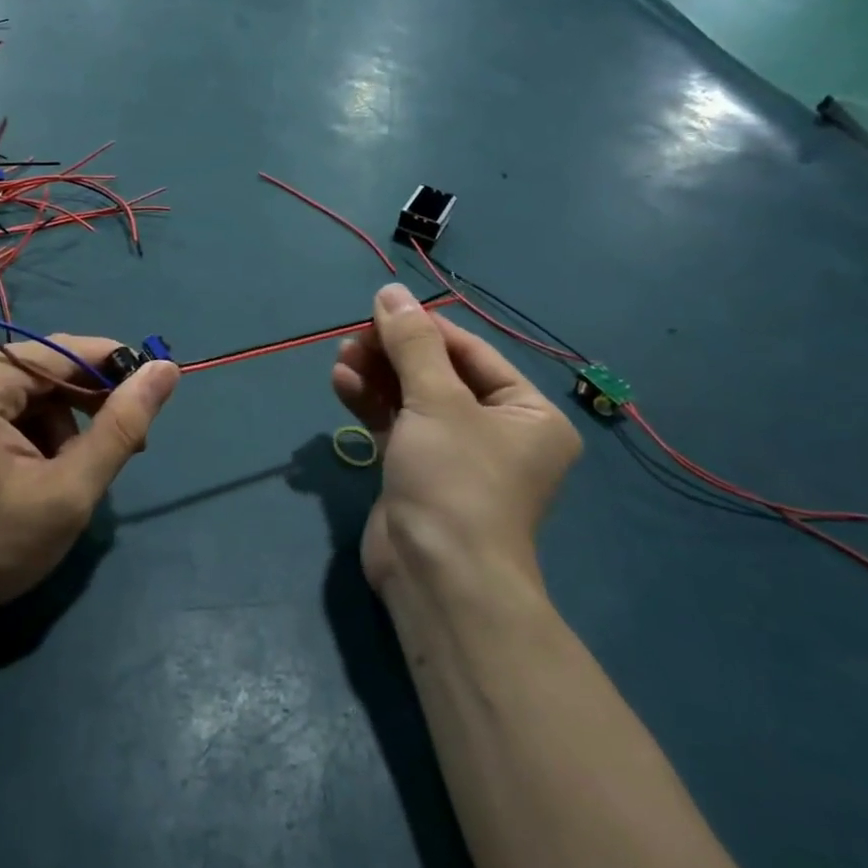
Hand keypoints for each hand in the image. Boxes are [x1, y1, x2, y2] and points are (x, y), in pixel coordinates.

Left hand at [0, 337, 178, 639]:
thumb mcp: (68, 492)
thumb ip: (121, 427)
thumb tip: (165, 370)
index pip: (62, 352)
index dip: (114, 370)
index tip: (151, 399)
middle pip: (40, 368)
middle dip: (81, 407)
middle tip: (117, 452)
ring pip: (21, 384)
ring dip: (54, 421)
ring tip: (64, 472)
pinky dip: (24, 425)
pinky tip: (31, 466)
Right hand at [332, 283, 580, 601]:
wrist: (438, 576)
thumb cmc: (456, 480)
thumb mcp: (436, 402)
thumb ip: (411, 344)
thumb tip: (390, 290)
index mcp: (527, 413)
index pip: (471, 353)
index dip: (425, 329)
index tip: (380, 310)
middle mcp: (497, 431)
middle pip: (439, 374)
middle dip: (394, 354)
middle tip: (353, 337)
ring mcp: (455, 455)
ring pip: (412, 399)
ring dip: (377, 376)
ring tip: (341, 357)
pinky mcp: (417, 473)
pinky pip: (395, 425)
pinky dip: (370, 404)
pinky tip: (341, 383)